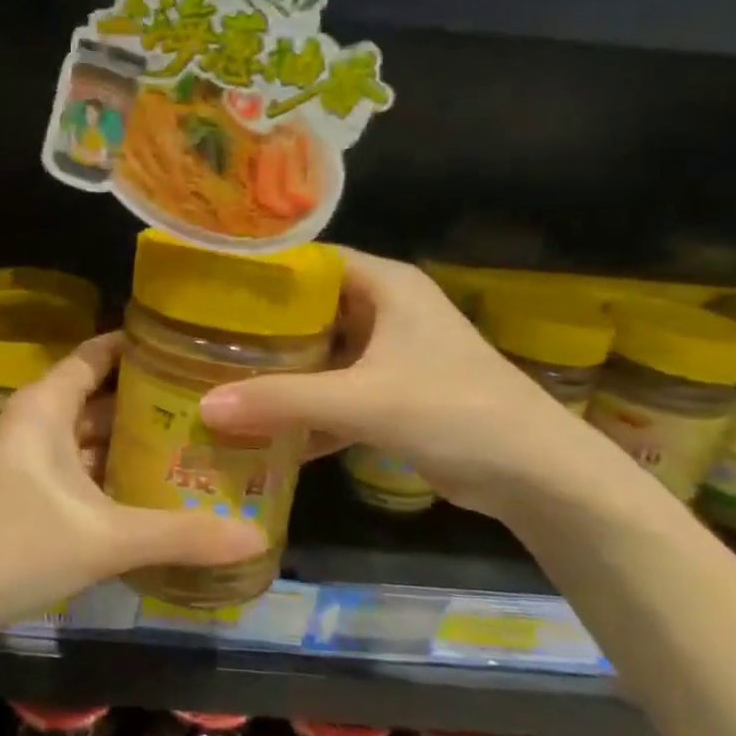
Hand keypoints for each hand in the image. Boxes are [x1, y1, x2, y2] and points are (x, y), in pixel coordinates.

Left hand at [0, 333, 265, 628]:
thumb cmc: (15, 547)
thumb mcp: (105, 539)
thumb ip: (181, 535)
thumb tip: (257, 537)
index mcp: (45, 407)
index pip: (96, 354)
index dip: (137, 347)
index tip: (189, 348)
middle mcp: (33, 423)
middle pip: (96, 397)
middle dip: (147, 402)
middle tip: (209, 406)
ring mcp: (25, 462)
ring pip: (86, 439)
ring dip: (129, 444)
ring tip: (192, 446)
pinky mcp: (22, 497)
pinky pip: (76, 472)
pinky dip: (109, 476)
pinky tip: (150, 494)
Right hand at [197, 249, 593, 517]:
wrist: (536, 476)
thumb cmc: (455, 412)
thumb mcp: (363, 401)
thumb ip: (282, 402)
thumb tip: (204, 407)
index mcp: (385, 285)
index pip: (309, 260)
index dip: (261, 272)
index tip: (207, 288)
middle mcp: (385, 311)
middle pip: (308, 310)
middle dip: (259, 330)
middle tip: (200, 340)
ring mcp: (389, 355)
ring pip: (319, 355)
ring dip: (279, 375)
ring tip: (218, 382)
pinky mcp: (392, 396)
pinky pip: (334, 394)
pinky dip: (304, 412)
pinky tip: (262, 433)